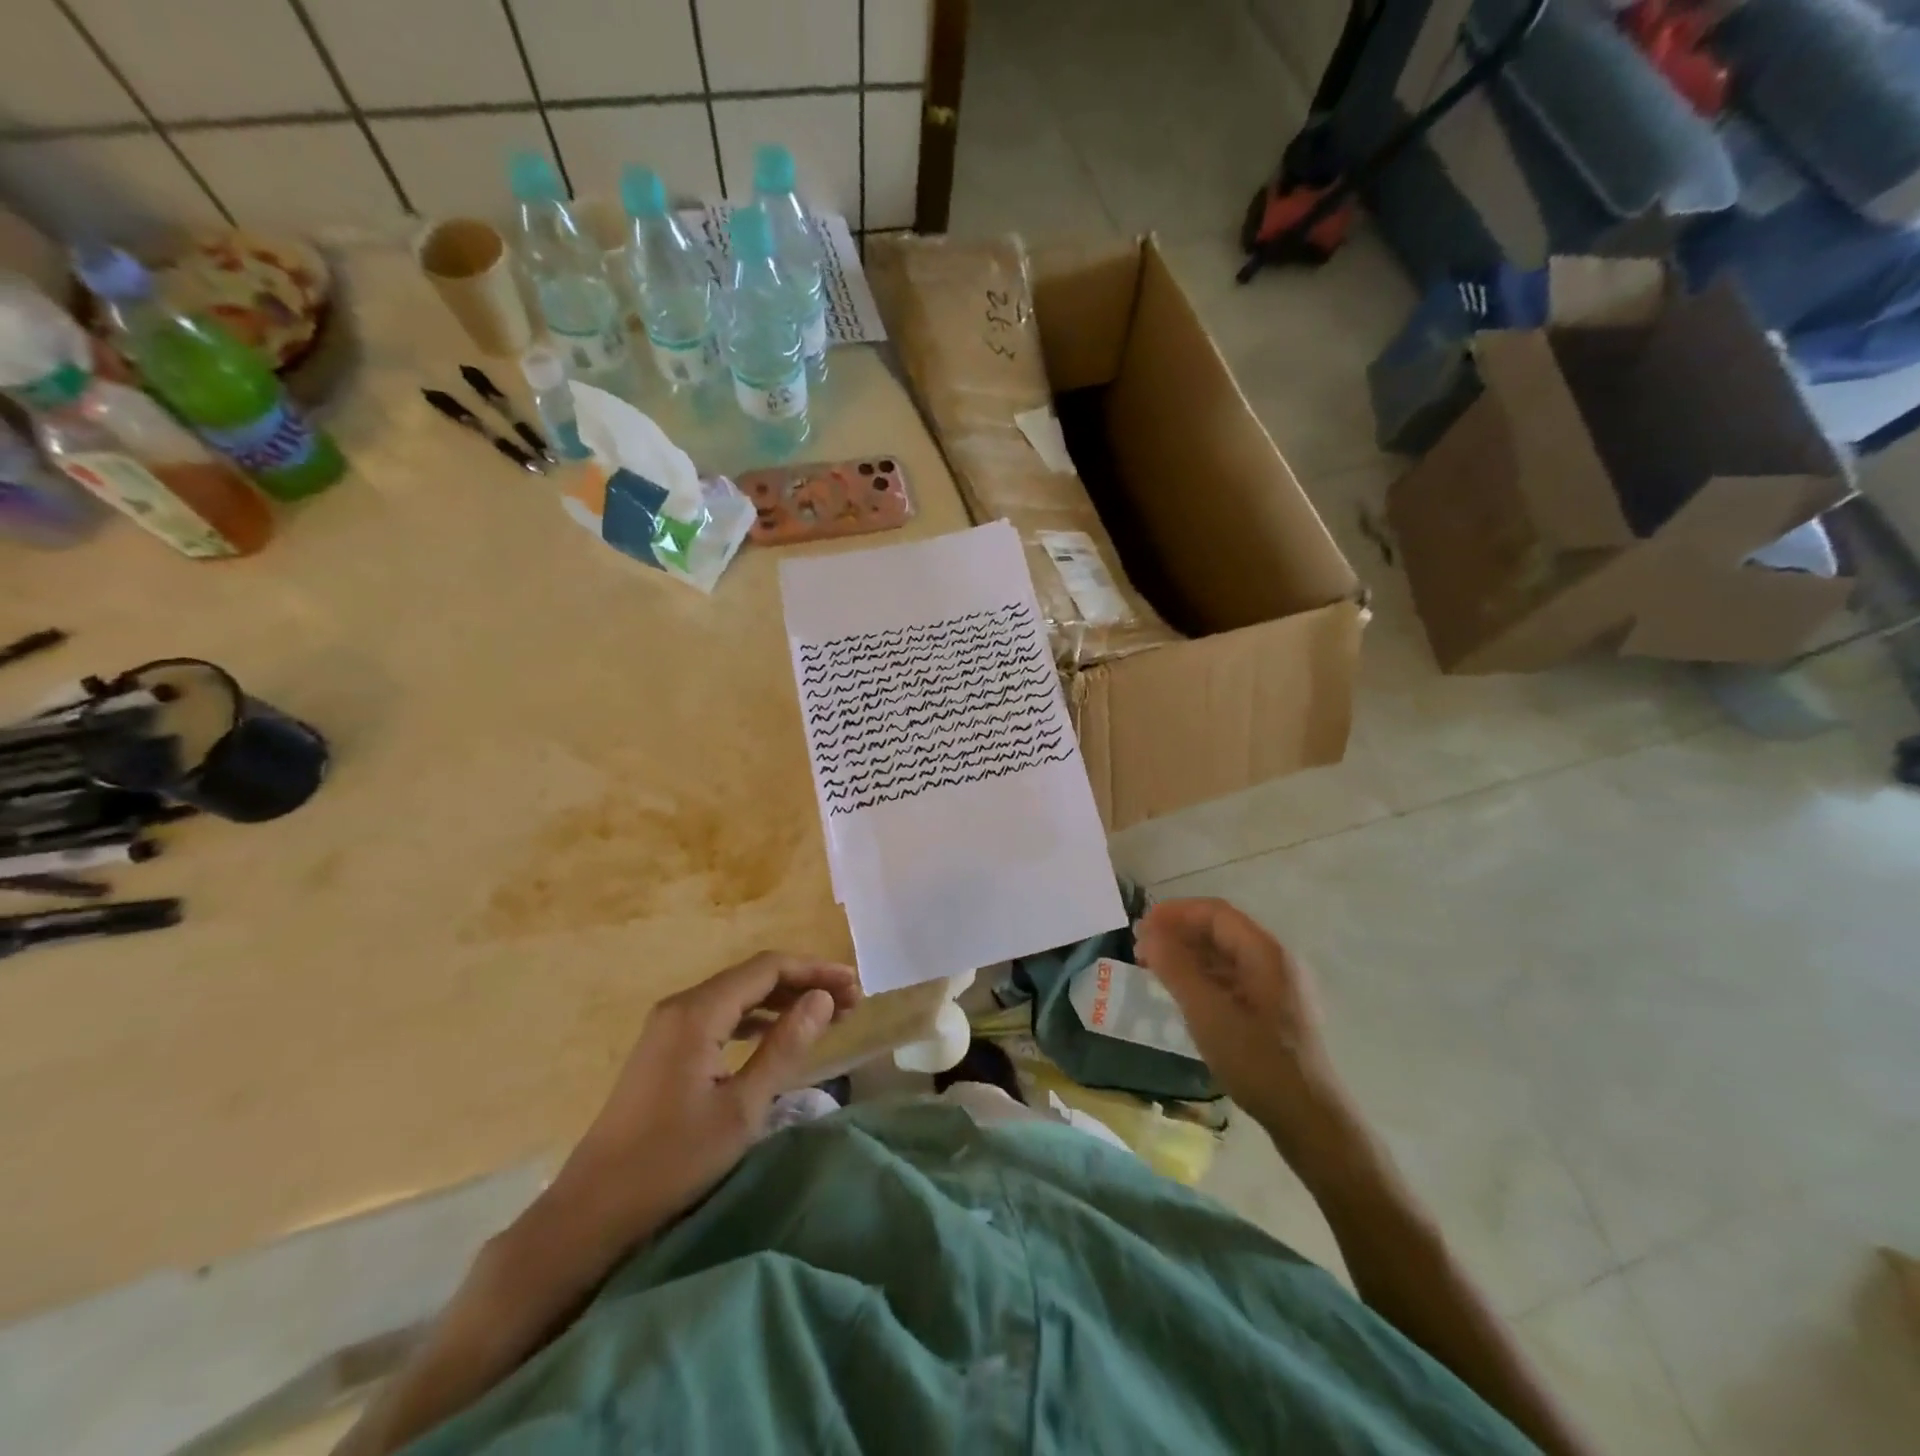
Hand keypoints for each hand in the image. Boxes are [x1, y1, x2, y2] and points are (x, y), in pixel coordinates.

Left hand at [554, 952, 860, 1240]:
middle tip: (850, 1003)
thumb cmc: (672, 1162)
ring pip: (738, 995)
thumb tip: (823, 999)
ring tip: (826, 1016)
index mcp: (698, 1012)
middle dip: (804, 983)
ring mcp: (669, 1026)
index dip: (815, 971)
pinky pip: (721, 1015)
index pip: (768, 968)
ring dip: (783, 1000)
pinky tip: (779, 1033)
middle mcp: (682, 1006)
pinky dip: (757, 1018)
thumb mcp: (741, 1108)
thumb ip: (785, 1047)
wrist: (592, 1211)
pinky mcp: (665, 1047)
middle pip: (754, 976)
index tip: (855, 987)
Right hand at [1135, 898, 1348, 1150]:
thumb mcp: (1207, 1012)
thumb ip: (1176, 968)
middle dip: (1178, 933)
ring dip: (1188, 955)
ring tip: (1154, 969)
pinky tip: (1182, 993)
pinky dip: (1203, 976)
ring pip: (1226, 955)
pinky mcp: (1275, 1011)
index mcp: (1266, 952)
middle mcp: (1276, 960)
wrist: (1309, 1119)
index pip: (1215, 913)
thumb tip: (1149, 934)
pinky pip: (1233, 978)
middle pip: (1221, 930)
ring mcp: (1278, 986)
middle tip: (1141, 949)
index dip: (1175, 913)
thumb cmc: (1257, 1060)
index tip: (1141, 926)